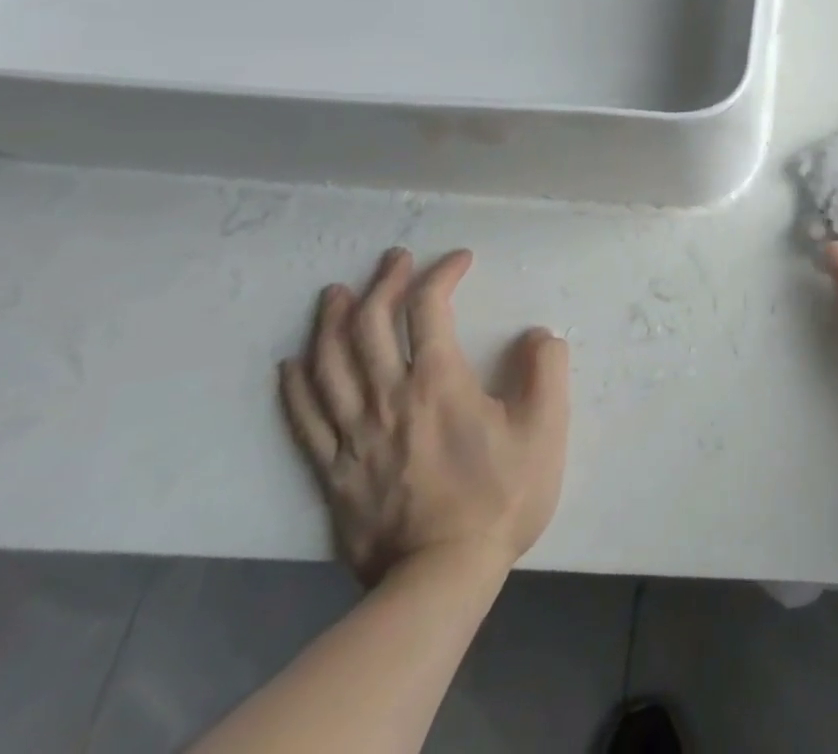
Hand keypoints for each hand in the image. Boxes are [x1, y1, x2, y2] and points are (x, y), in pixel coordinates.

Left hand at [279, 248, 569, 587]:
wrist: (440, 578)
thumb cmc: (499, 497)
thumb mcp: (545, 428)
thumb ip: (546, 370)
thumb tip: (537, 335)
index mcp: (439, 382)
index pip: (429, 308)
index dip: (441, 274)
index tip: (459, 260)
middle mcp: (389, 398)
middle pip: (370, 326)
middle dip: (383, 283)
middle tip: (394, 259)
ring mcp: (354, 436)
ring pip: (329, 365)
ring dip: (331, 322)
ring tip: (336, 294)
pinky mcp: (333, 471)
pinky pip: (304, 420)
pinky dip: (294, 386)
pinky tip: (291, 364)